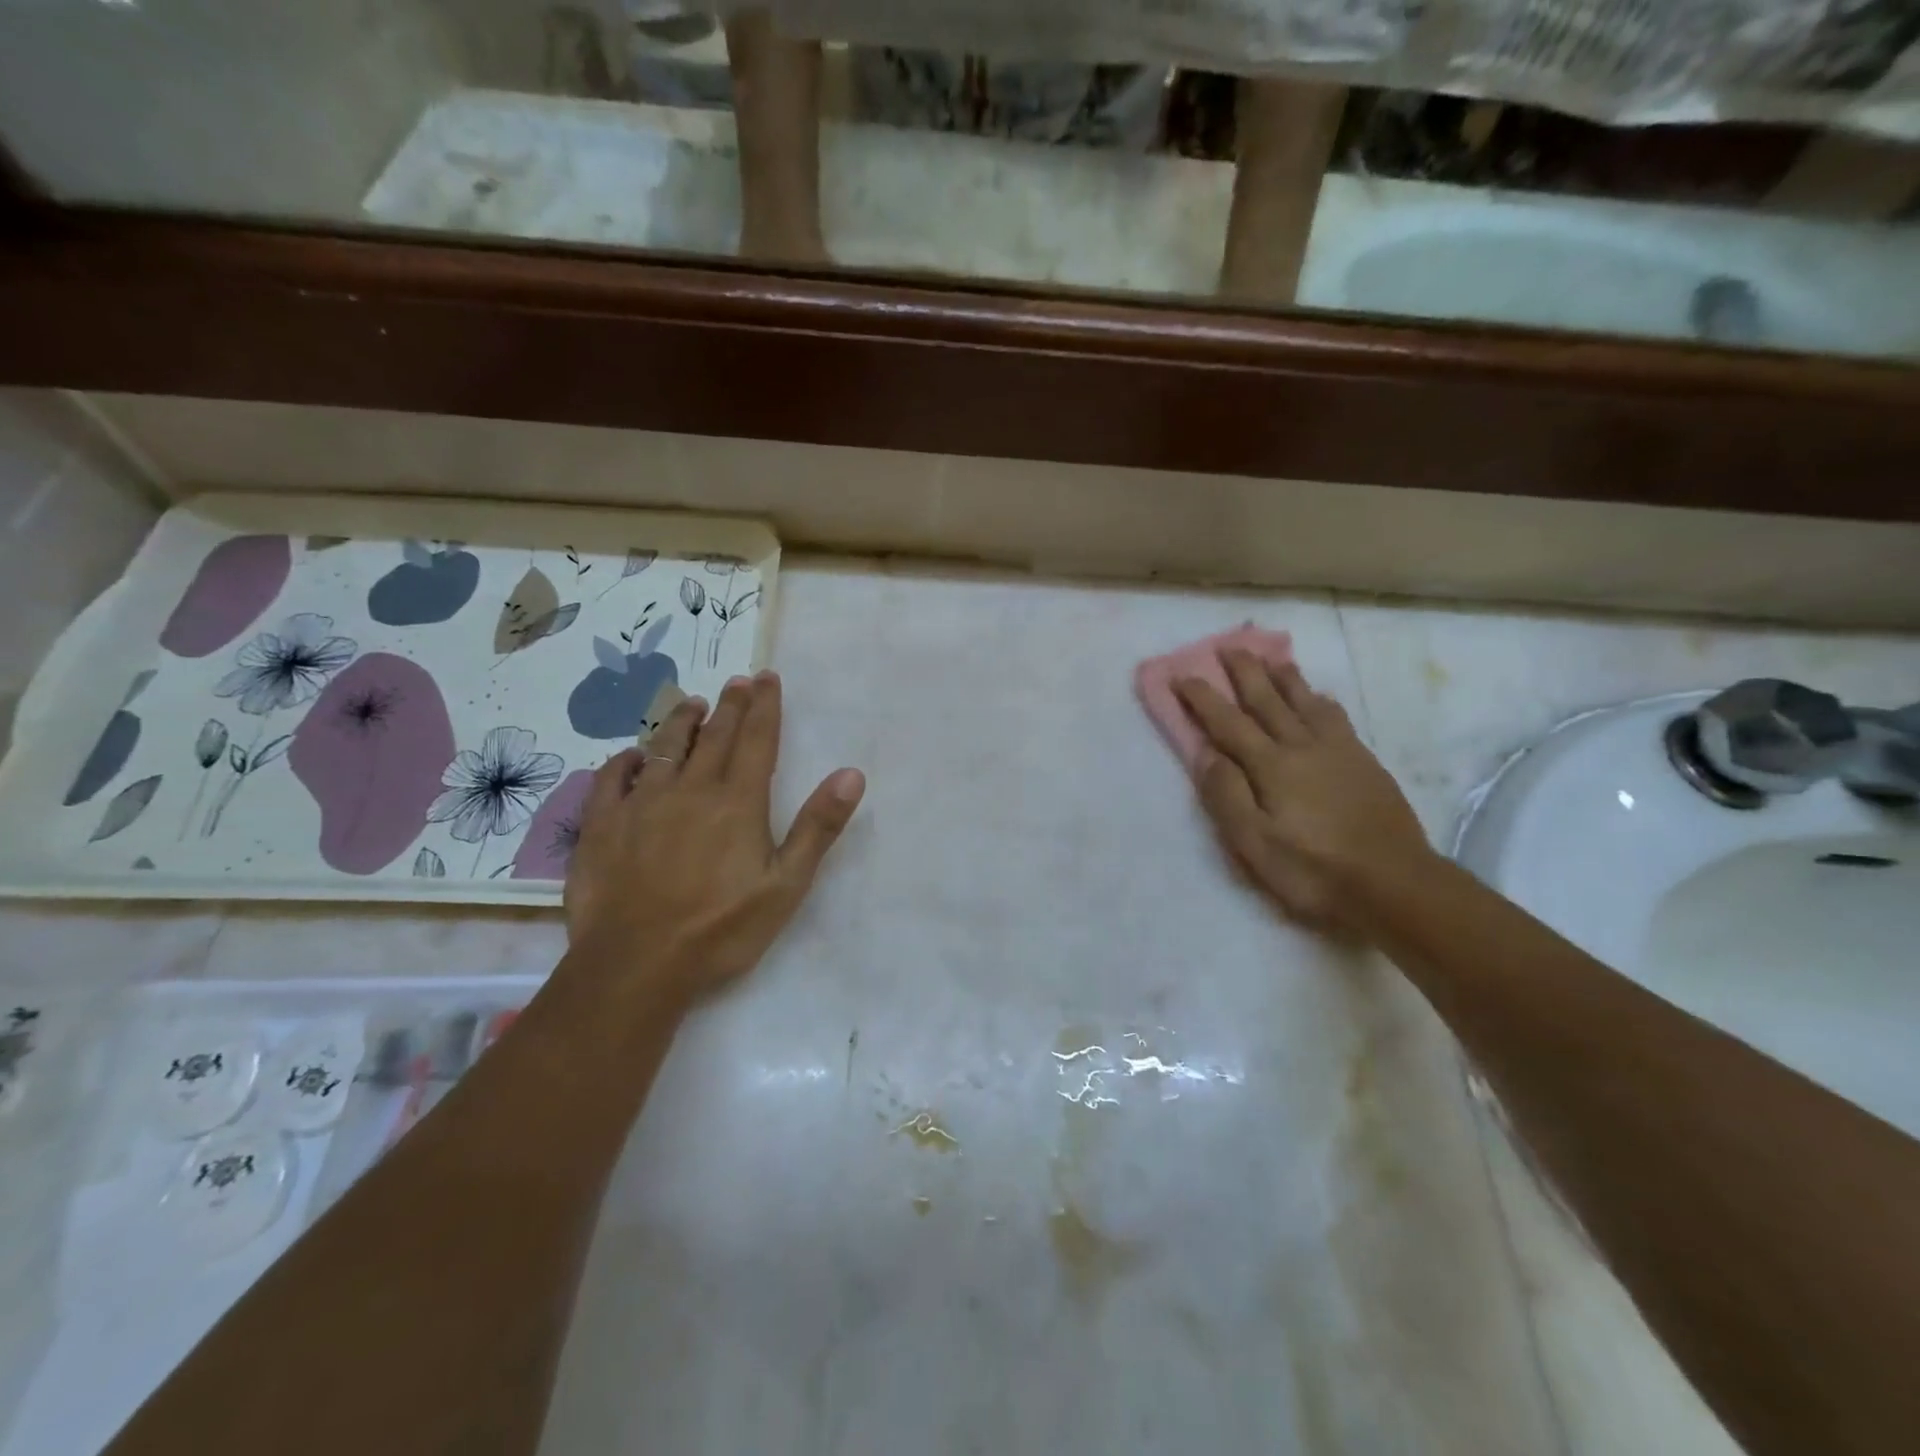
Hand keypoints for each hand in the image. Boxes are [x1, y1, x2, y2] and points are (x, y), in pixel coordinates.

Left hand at [563, 671, 865, 1007]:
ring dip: (681, 722)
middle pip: (714, 735)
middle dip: (730, 704)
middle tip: (739, 681)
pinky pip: (612, 778)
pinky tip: (631, 756)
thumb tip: (851, 774)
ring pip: (664, 748)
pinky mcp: (602, 825)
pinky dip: (625, 760)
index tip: (767, 677)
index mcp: (737, 802)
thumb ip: (817, 827)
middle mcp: (689, 789)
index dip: (764, 706)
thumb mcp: (786, 885)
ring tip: (693, 704)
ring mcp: (641, 804)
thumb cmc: (720, 929)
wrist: (636, 965)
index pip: (756, 739)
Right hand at [1176, 652, 1434, 934]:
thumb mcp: (1255, 843)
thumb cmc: (1314, 869)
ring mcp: (1338, 751)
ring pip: (1305, 701)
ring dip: (1284, 677)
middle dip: (1245, 672)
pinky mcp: (1364, 762)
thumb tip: (1207, 753)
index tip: (1181, 676)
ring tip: (1272, 659)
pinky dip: (1320, 701)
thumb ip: (1227, 795)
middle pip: (1268, 700)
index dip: (1202, 698)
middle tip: (1228, 646)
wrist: (1396, 884)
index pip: (1227, 722)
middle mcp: (1303, 747)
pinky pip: (1336, 717)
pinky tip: (1319, 698)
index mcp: (1271, 766)